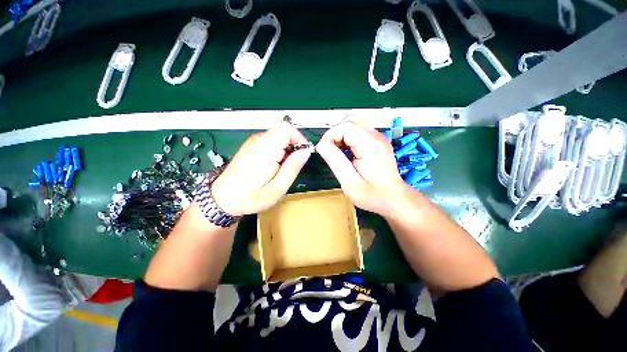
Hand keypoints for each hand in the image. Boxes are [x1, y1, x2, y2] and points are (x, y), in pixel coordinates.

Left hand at [211, 121, 311, 215]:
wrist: (223, 199)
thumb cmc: (251, 197)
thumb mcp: (278, 188)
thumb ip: (293, 167)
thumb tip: (306, 151)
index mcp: (266, 150)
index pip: (287, 129)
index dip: (299, 138)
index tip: (302, 154)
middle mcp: (258, 141)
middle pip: (283, 130)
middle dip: (294, 145)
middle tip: (293, 164)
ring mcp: (253, 142)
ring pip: (278, 135)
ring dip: (286, 148)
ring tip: (283, 167)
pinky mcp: (251, 145)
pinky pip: (271, 140)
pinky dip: (278, 149)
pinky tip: (274, 165)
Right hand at [316, 121, 408, 216]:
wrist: (394, 199)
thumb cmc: (373, 195)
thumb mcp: (349, 183)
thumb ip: (335, 161)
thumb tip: (321, 145)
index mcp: (370, 144)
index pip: (344, 126)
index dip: (330, 136)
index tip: (324, 152)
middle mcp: (375, 136)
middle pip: (349, 120)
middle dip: (335, 134)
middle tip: (331, 152)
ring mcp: (378, 137)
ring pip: (353, 123)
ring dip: (341, 135)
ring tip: (339, 153)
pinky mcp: (377, 141)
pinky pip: (358, 130)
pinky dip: (348, 137)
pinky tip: (347, 152)